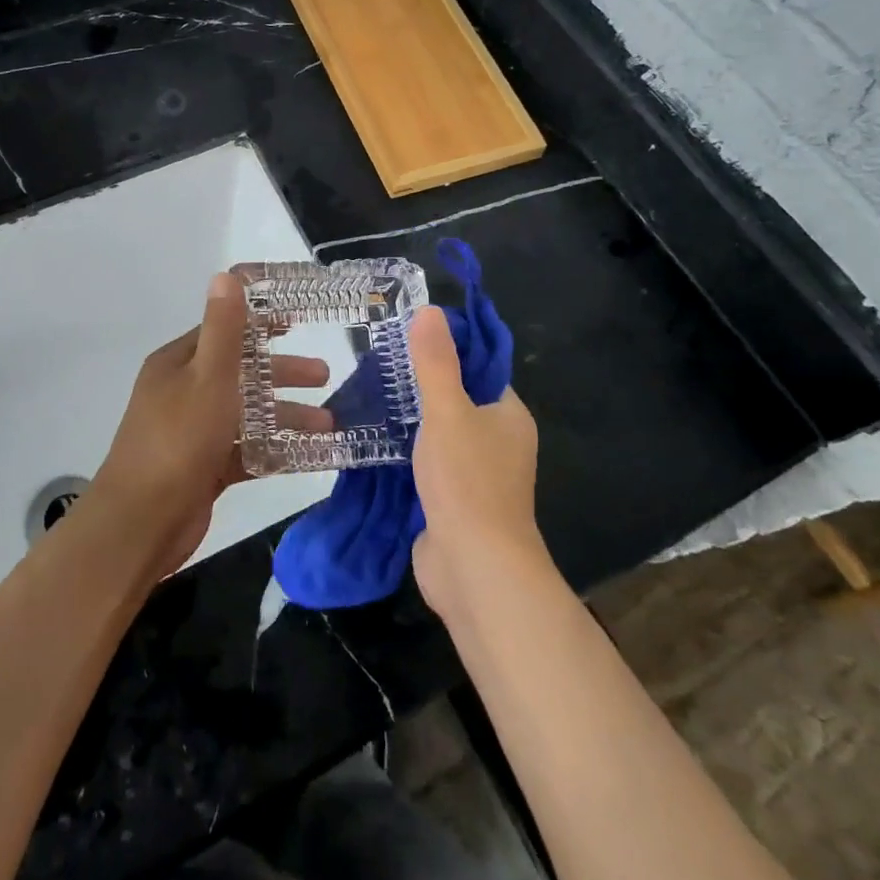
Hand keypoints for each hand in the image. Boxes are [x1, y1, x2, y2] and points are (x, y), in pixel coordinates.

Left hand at [92, 273, 331, 576]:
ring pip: (248, 415)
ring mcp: (193, 433)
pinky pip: (247, 451)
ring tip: (330, 423)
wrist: (141, 524)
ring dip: (286, 415)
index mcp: (178, 364)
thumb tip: (226, 275)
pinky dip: (276, 450)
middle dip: (283, 374)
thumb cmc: (178, 440)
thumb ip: (223, 329)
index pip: (223, 332)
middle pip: (241, 374)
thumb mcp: (207, 377)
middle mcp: (183, 393)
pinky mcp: (204, 468)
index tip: (298, 320)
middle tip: (324, 375)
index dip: (260, 324)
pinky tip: (312, 455)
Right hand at [407, 306, 545, 625]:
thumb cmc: (467, 481)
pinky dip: (406, 452)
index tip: (408, 335)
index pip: (480, 369)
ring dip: (411, 420)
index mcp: (509, 416)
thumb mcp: (447, 411)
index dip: (449, 350)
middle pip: (458, 400)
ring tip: (371, 393)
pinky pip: (428, 464)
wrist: (474, 569)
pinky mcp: (452, 501)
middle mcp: (498, 442)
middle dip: (422, 385)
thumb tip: (430, 310)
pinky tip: (375, 438)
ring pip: (440, 434)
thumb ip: (436, 363)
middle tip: (379, 362)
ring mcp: (476, 475)